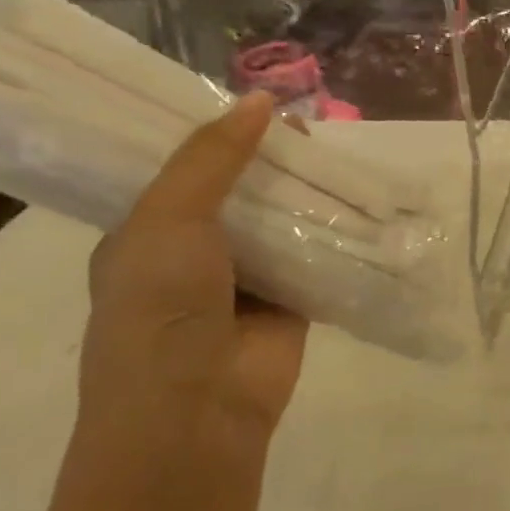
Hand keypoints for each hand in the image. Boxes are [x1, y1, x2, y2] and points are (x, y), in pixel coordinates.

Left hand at [80, 92, 307, 448]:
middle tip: (308, 121)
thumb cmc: (160, 308)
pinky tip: (362, 199)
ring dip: (305, 193)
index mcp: (147, 233)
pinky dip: (335, 233)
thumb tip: (261, 101)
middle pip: (238, 191)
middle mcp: (195, 254)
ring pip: (281, 221)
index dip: (215, 136)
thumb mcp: (168, 219)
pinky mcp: (293, 302)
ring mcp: (246, 280)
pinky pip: (316, 256)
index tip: (253, 101)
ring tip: (338, 150)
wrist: (196, 410)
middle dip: (269, 160)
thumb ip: (211, 159)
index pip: (181, 170)